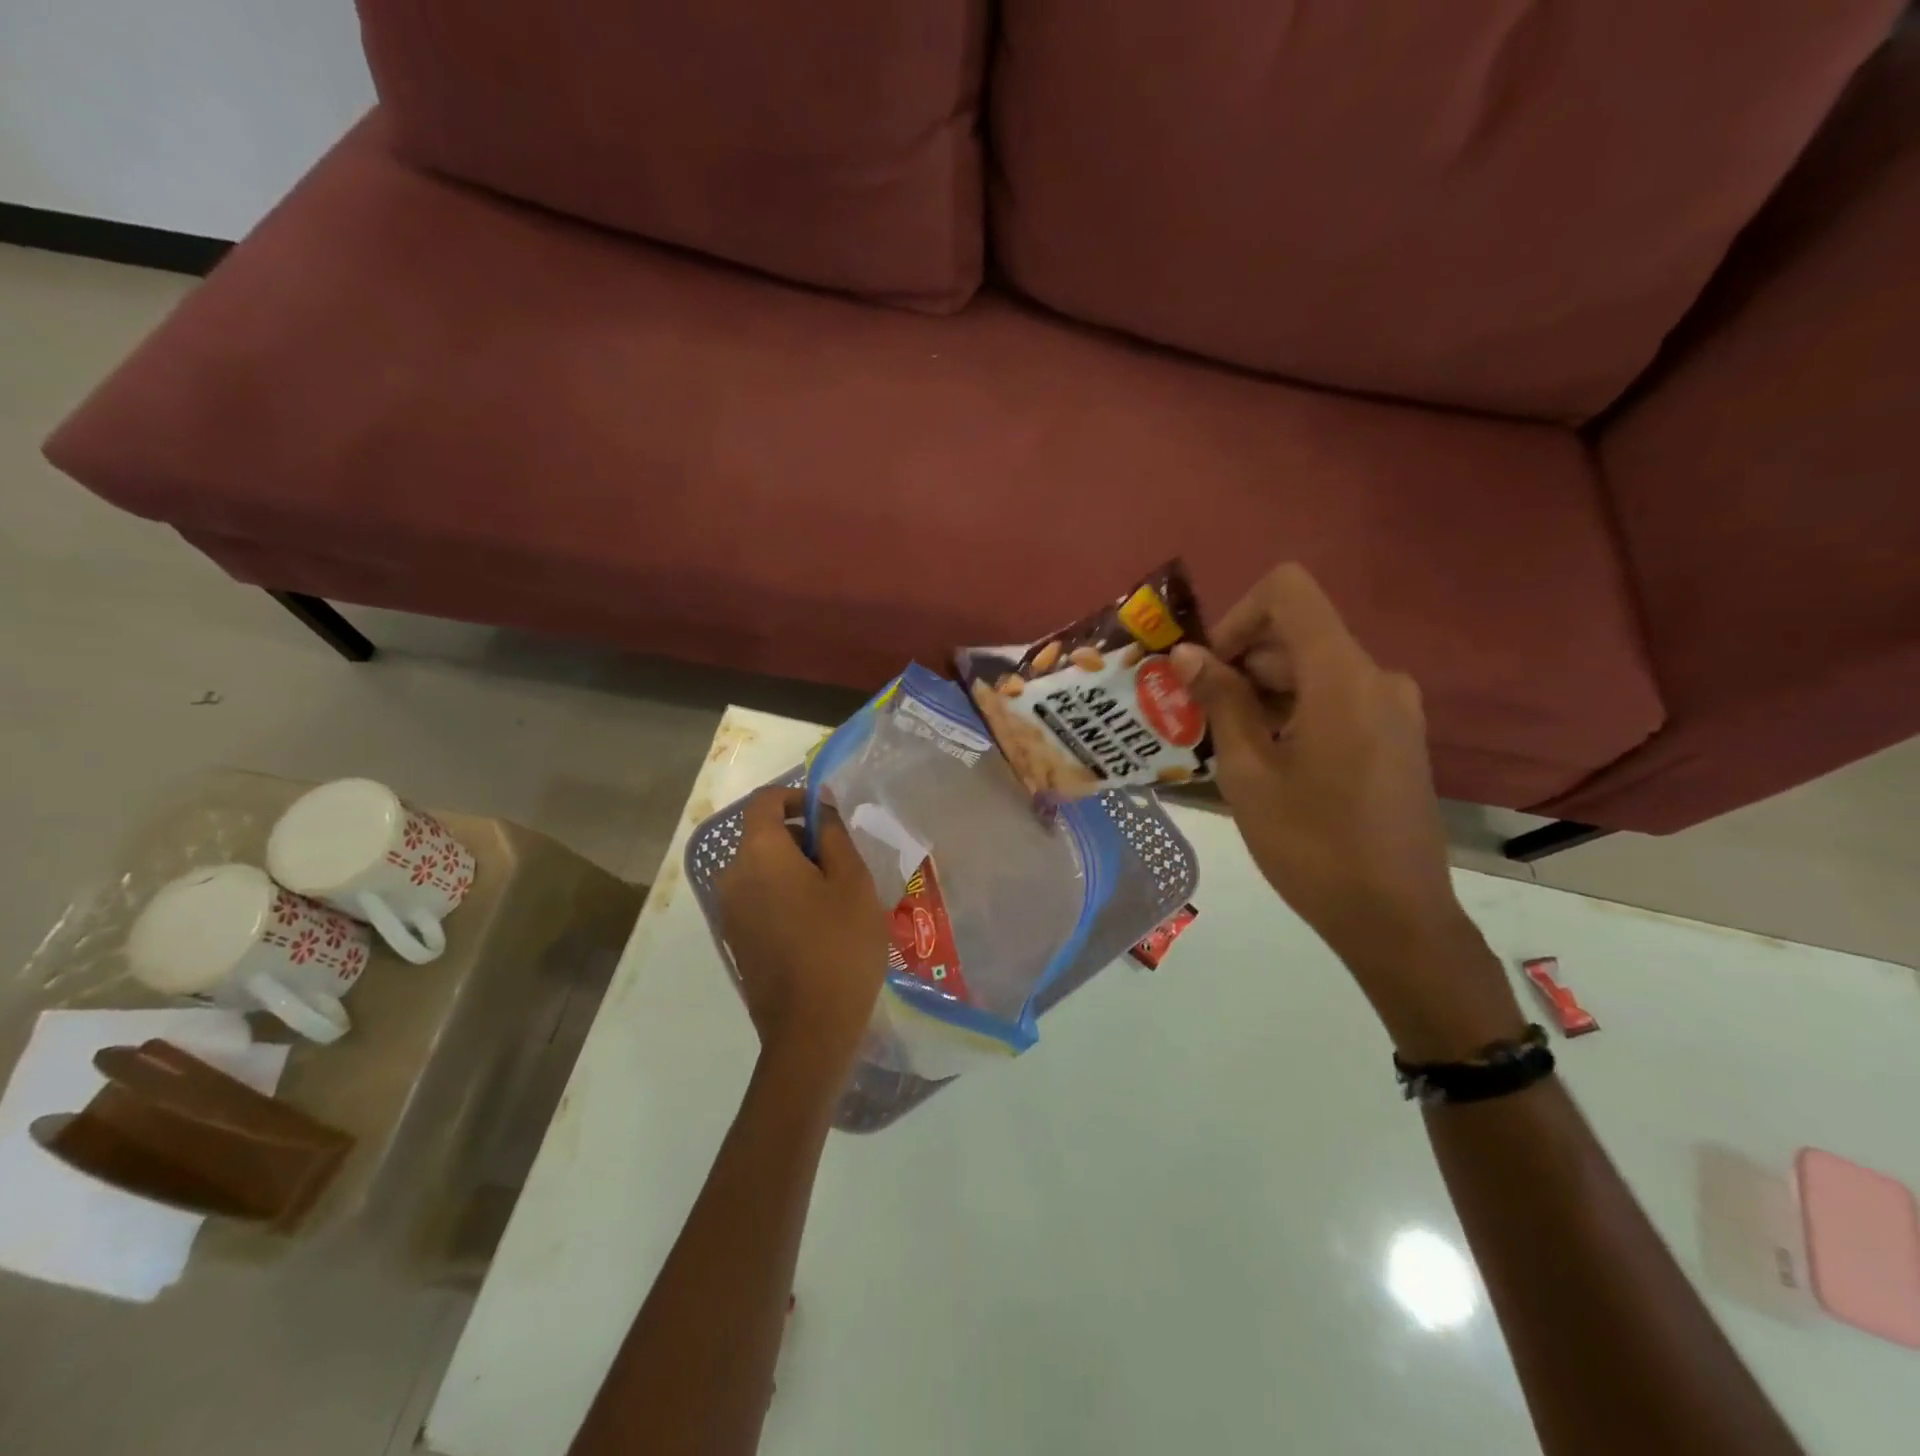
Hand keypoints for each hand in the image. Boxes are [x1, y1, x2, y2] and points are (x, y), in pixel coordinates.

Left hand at [715, 787, 889, 1076]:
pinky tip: (817, 923)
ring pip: (761, 867)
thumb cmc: (839, 945)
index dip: (797, 797)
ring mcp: (729, 910)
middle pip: (762, 834)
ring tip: (836, 896)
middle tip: (844, 862)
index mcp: (759, 853)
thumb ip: (833, 833)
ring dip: (794, 867)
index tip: (830, 817)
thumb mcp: (852, 881)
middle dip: (801, 836)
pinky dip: (783, 893)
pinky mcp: (735, 938)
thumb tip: (819, 803)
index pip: (765, 800)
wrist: (810, 1029)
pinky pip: (757, 896)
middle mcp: (733, 875)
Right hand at [1174, 565, 1522, 1058]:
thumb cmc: (1312, 846)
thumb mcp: (1249, 773)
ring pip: (1313, 668)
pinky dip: (1293, 710)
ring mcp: (1393, 707)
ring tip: (1228, 745)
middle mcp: (1377, 677)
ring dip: (1263, 691)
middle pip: (1296, 634)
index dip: (1237, 616)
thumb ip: (1220, 702)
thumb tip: (1185, 654)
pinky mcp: (1396, 735)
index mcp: (1343, 677)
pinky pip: (1336, 697)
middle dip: (1241, 662)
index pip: (1288, 592)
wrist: (1396, 919)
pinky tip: (1268, 759)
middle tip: (1199, 716)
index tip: (1209, 669)